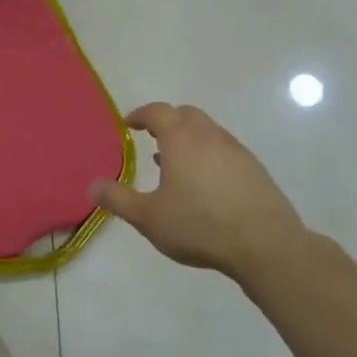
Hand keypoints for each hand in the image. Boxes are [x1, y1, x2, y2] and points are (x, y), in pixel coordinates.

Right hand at [90, 103, 308, 286]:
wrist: (265, 244)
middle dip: (167, 121)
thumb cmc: (199, 226)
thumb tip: (91, 185)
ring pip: (208, 131)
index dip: (141, 115)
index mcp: (181, 139)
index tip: (129, 124)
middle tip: (152, 138)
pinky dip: (208, 155)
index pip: (158, 112)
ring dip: (188, 139)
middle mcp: (209, 135)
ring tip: (175, 165)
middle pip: (186, 115)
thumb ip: (118, 199)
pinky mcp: (254, 168)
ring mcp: (236, 150)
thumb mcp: (148, 217)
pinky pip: (224, 149)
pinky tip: (204, 184)